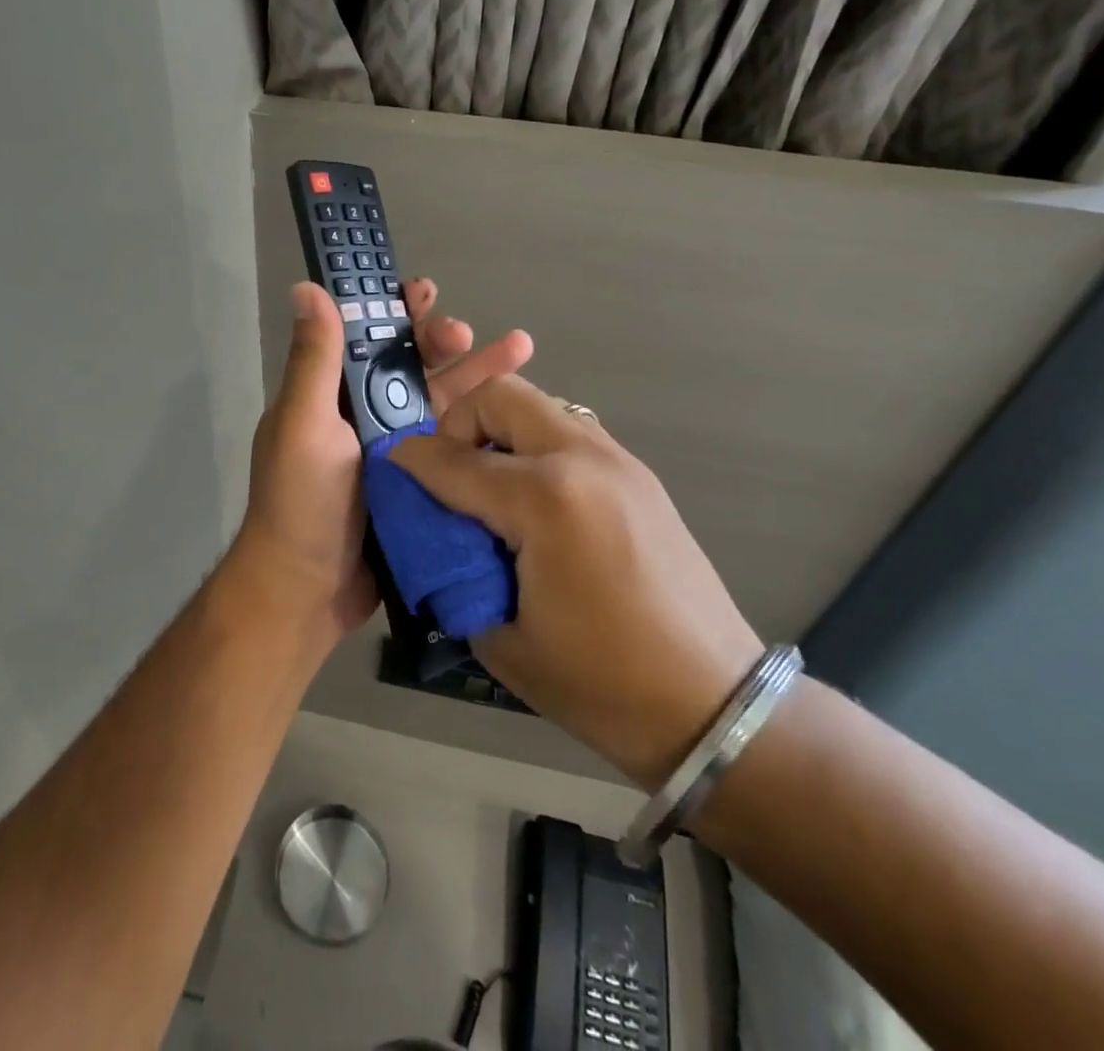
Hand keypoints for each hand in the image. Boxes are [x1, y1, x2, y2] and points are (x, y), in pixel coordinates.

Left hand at [229, 278, 533, 638]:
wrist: (307, 591)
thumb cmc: (301, 501)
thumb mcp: (304, 423)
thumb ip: (314, 359)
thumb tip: (307, 287)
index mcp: (333, 394)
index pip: (367, 337)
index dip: (395, 311)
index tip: (423, 292)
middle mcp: (364, 416)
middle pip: (412, 366)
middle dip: (442, 343)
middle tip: (468, 333)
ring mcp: (397, 451)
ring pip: (442, 401)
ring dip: (476, 375)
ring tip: (521, 350)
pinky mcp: (421, 483)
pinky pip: (455, 444)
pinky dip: (483, 425)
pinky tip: (518, 412)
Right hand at [391, 375, 761, 787]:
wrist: (715, 706)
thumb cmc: (602, 685)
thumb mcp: (503, 639)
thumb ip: (456, 571)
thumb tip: (436, 536)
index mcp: (545, 500)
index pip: (454, 460)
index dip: (411, 461)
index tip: (389, 465)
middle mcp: (582, 460)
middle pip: (501, 396)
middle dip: (459, 423)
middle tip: (451, 473)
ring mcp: (618, 461)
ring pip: (540, 405)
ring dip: (501, 431)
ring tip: (491, 487)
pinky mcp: (639, 476)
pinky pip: (570, 432)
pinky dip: (536, 447)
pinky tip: (535, 503)